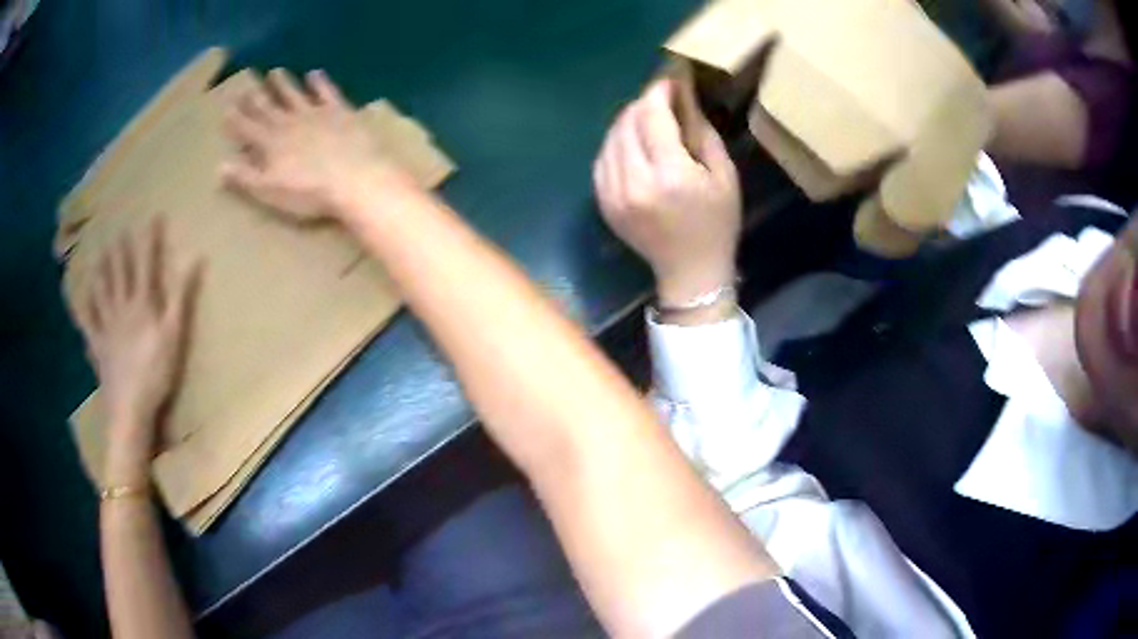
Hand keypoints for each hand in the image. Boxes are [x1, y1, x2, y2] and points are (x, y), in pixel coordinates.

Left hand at [71, 220, 200, 483]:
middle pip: (120, 273)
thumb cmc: (156, 373)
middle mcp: (122, 308)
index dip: (150, 239)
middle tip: (118, 229)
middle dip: (120, 249)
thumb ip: (181, 296)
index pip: (146, 264)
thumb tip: (195, 259)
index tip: (153, 216)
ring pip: (101, 292)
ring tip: (97, 255)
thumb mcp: (175, 335)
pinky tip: (79, 298)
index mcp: (142, 304)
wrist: (131, 408)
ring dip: (100, 271)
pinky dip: (83, 309)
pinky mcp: (98, 347)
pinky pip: (88, 324)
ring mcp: (107, 327)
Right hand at [221, 69, 413, 221]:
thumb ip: (245, 178)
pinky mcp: (340, 111)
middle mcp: (290, 123)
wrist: (356, 178)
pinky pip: (327, 92)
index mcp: (271, 144)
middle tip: (246, 83)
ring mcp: (315, 114)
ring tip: (275, 71)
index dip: (236, 119)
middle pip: (268, 107)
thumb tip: (219, 167)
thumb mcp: (270, 191)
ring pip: (294, 94)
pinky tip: (315, 73)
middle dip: (255, 97)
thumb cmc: (309, 193)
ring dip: (283, 83)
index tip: (226, 107)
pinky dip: (320, 82)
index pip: (248, 128)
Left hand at [593, 80, 741, 306]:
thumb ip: (701, 132)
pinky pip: (602, 159)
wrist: (690, 272)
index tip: (669, 80)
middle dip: (643, 104)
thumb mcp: (724, 175)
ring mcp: (612, 193)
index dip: (658, 91)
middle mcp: (634, 181)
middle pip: (627, 122)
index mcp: (670, 175)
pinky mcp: (603, 202)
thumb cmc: (717, 224)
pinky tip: (633, 143)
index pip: (652, 115)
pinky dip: (616, 143)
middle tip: (661, 98)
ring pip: (611, 138)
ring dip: (628, 121)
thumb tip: (683, 99)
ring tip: (649, 119)